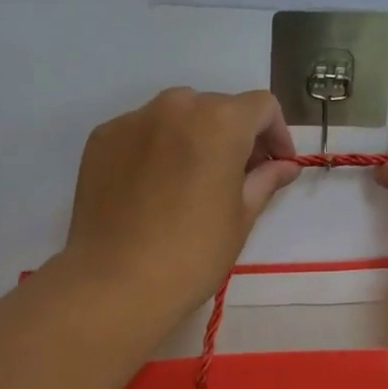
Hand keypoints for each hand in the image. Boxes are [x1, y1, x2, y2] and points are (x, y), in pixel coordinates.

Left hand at [63, 88, 300, 321]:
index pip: (261, 106)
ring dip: (194, 135)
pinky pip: (142, 131)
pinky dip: (156, 146)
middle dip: (234, 135)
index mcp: (220, 121)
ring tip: (192, 178)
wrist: (114, 282)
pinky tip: (153, 186)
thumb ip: (265, 179)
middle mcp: (176, 106)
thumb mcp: (241, 217)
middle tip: (236, 175)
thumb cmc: (192, 253)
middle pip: (217, 107)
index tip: (276, 164)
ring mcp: (134, 119)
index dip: (276, 133)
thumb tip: (284, 165)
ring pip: (177, 114)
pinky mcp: (103, 137)